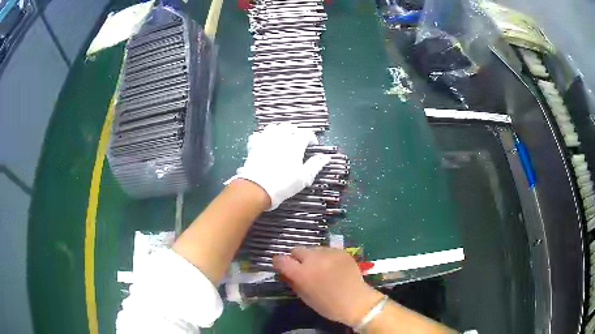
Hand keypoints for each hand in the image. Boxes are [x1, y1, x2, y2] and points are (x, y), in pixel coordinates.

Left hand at [230, 124, 330, 209]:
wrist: (258, 188)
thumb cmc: (284, 184)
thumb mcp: (304, 177)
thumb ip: (315, 165)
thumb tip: (325, 157)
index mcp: (295, 144)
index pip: (306, 133)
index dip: (311, 137)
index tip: (312, 145)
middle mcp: (281, 138)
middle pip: (289, 127)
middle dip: (295, 131)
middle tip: (298, 141)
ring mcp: (265, 140)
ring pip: (273, 127)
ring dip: (279, 130)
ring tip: (282, 139)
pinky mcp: (254, 145)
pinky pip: (258, 135)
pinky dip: (263, 136)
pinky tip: (265, 143)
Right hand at [273, 247, 384, 326]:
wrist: (357, 301)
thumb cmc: (328, 305)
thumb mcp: (305, 297)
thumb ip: (293, 283)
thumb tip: (286, 273)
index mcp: (302, 273)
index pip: (281, 259)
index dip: (279, 263)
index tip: (281, 267)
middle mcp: (314, 259)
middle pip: (297, 249)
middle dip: (296, 258)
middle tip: (302, 268)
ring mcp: (329, 253)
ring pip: (312, 249)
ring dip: (312, 257)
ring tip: (320, 267)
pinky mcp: (341, 251)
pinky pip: (327, 250)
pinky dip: (326, 257)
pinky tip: (332, 267)